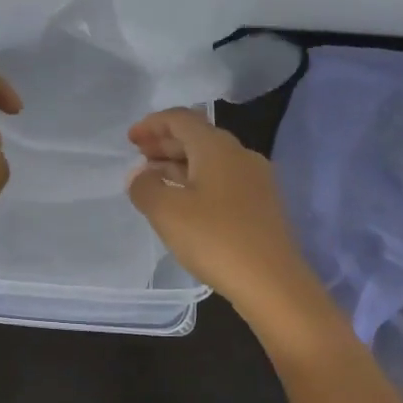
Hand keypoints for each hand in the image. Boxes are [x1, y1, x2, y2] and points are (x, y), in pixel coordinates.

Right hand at [127, 108, 325, 323]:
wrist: (273, 283)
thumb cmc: (215, 239)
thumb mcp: (166, 212)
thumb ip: (145, 187)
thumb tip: (140, 175)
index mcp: (217, 147)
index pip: (181, 119)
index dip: (152, 124)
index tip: (130, 140)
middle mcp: (240, 155)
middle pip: (198, 137)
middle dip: (165, 143)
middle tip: (139, 157)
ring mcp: (256, 181)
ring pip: (210, 160)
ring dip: (180, 164)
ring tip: (154, 180)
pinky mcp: (261, 206)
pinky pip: (222, 181)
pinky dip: (197, 182)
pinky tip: (183, 204)